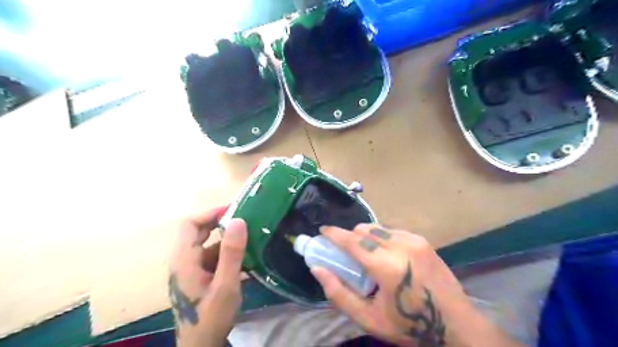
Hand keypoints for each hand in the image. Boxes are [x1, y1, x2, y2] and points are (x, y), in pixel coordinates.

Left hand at [168, 207, 247, 345]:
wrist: (201, 346)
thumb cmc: (210, 317)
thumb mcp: (225, 285)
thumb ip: (232, 253)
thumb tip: (238, 220)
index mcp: (184, 259)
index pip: (189, 224)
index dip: (210, 213)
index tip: (233, 211)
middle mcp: (184, 260)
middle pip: (198, 231)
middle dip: (221, 224)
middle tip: (245, 221)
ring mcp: (191, 269)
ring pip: (208, 244)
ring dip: (227, 240)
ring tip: (251, 237)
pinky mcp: (199, 277)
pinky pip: (212, 257)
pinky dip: (227, 253)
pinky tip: (246, 258)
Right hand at [314, 225, 520, 346]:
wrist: (457, 325)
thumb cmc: (410, 325)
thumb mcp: (369, 318)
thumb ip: (339, 293)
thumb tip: (318, 269)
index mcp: (387, 266)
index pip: (353, 241)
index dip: (334, 234)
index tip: (322, 230)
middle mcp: (401, 246)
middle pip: (364, 229)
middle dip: (350, 236)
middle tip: (345, 252)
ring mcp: (414, 240)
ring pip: (378, 227)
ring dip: (366, 236)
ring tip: (366, 254)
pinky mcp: (423, 240)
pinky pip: (393, 231)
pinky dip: (382, 237)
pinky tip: (386, 254)